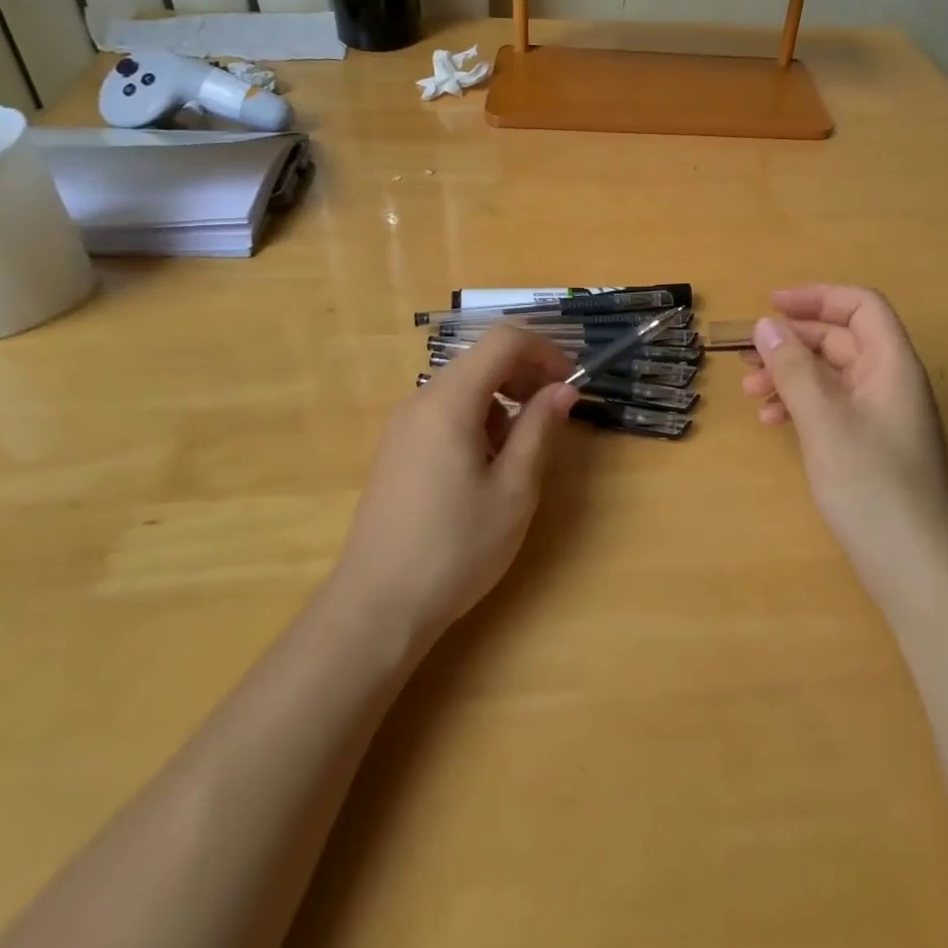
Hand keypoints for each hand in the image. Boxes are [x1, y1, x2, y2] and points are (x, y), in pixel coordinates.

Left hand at [332, 327, 578, 644]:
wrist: (376, 607)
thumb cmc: (455, 548)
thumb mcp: (513, 489)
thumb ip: (539, 428)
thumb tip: (563, 389)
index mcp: (449, 401)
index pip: (504, 341)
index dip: (545, 351)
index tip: (571, 383)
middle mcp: (421, 400)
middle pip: (482, 359)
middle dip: (526, 374)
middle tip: (556, 412)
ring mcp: (403, 425)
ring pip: (465, 385)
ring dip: (503, 399)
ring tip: (521, 448)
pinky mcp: (397, 449)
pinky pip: (445, 411)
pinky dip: (478, 418)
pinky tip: (486, 464)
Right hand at [742, 286, 947, 607]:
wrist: (916, 570)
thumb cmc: (872, 486)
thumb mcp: (824, 420)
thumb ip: (794, 369)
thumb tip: (766, 325)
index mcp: (893, 365)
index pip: (861, 307)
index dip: (817, 298)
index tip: (771, 305)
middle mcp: (890, 383)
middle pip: (841, 340)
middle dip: (793, 343)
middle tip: (748, 356)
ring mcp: (881, 416)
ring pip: (831, 375)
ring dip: (791, 375)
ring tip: (751, 391)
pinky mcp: (870, 446)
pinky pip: (832, 407)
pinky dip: (801, 406)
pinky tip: (772, 421)